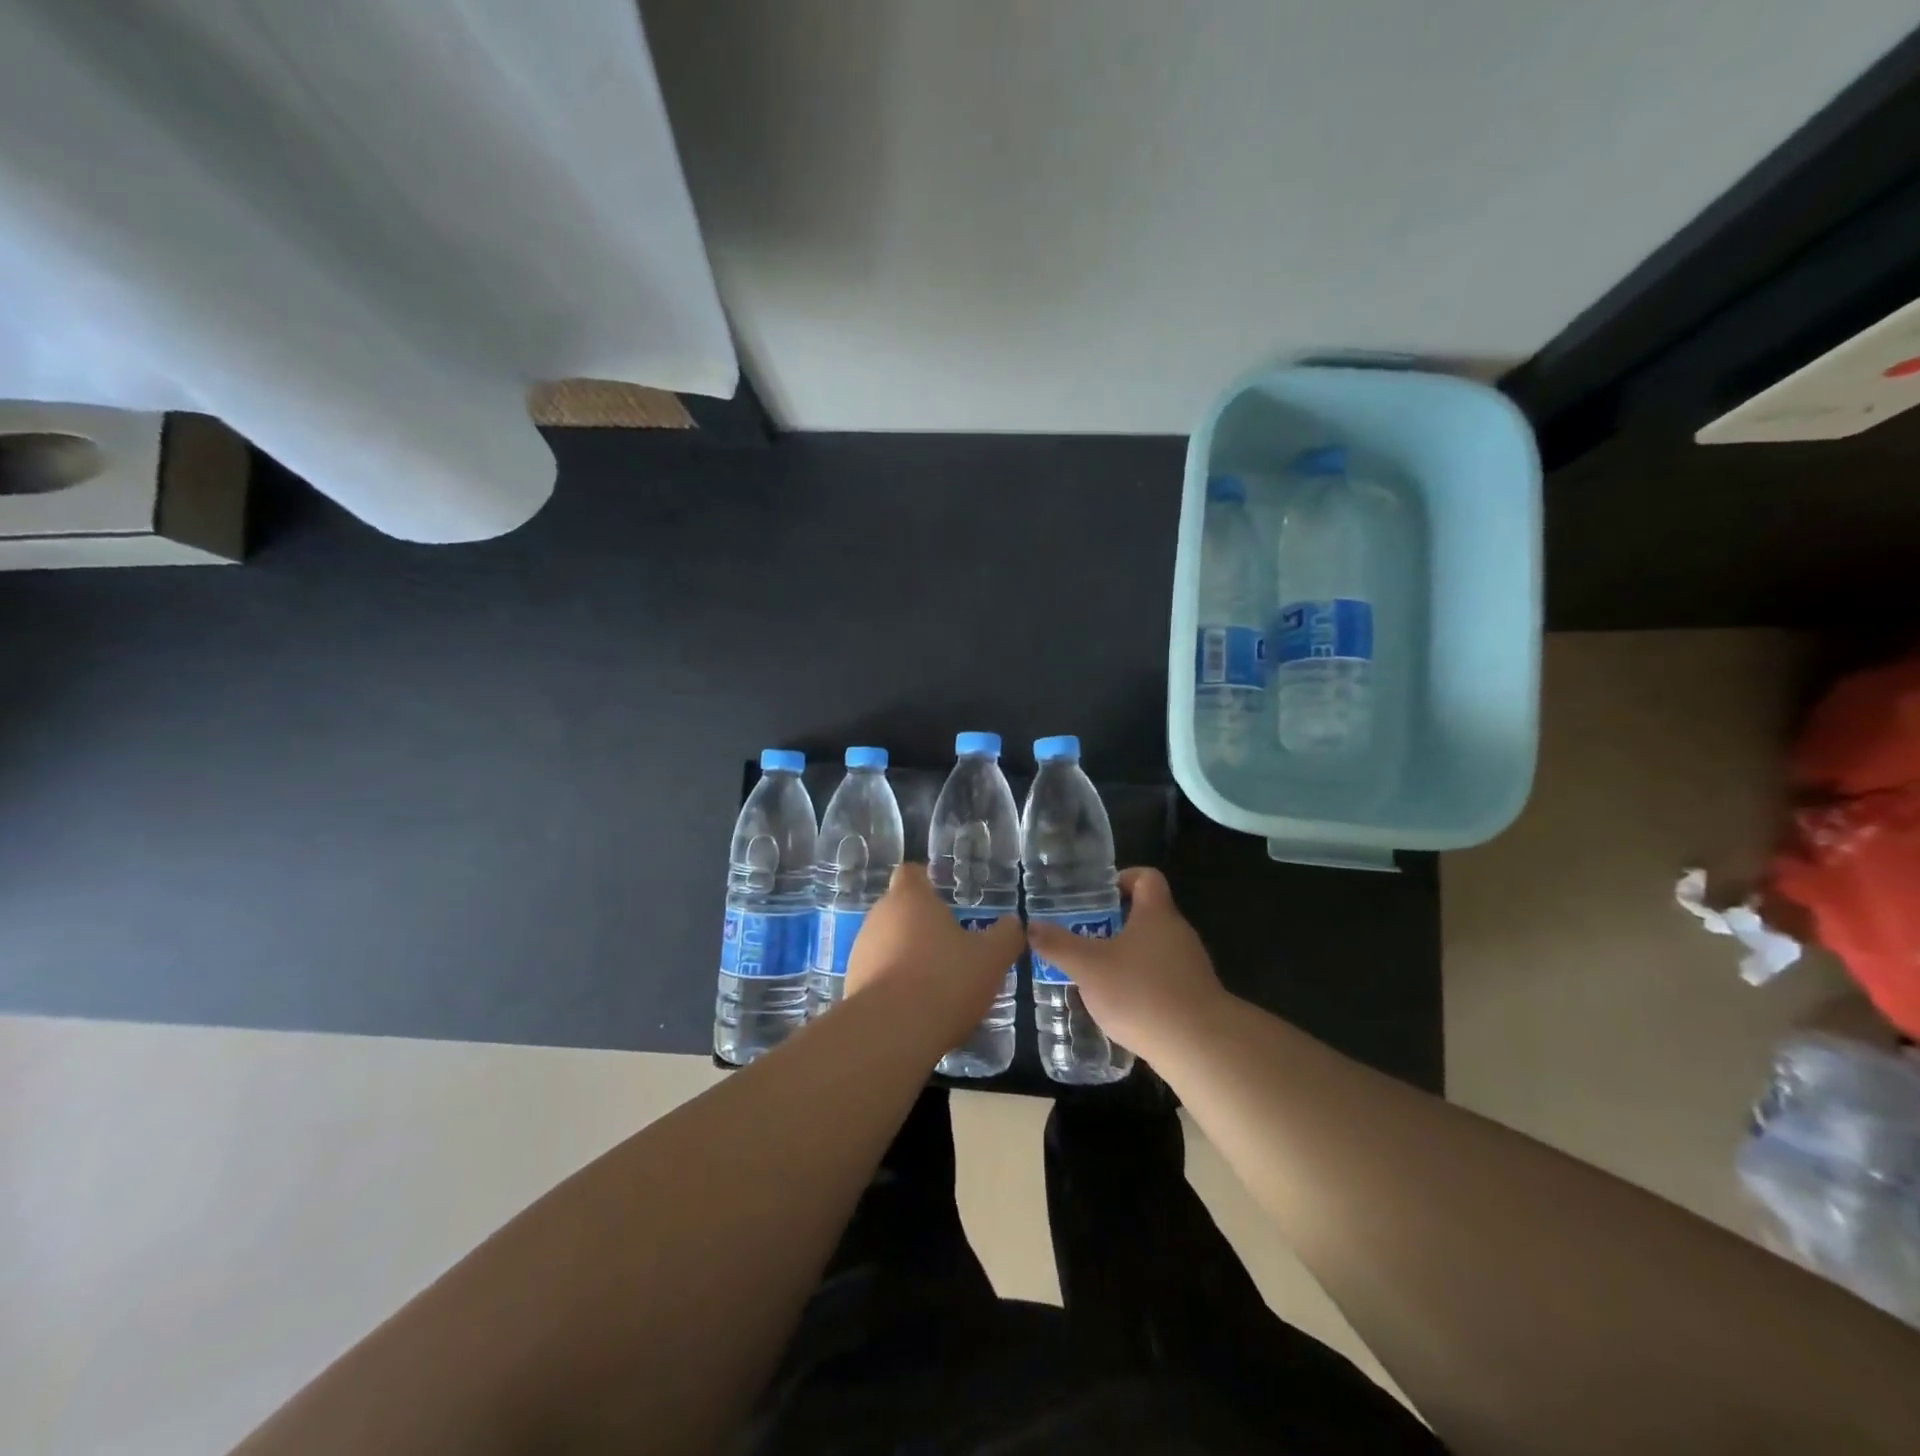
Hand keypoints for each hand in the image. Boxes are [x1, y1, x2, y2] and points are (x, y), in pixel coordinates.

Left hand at [845, 863, 1024, 1053]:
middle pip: (899, 909)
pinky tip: (916, 1007)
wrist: (891, 1033)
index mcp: (910, 898)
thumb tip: (1013, 923)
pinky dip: (895, 984)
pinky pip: (878, 974)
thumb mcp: (991, 958)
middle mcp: (879, 916)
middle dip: (922, 924)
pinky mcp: (852, 984)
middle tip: (951, 946)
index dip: (926, 881)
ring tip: (936, 982)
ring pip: (887, 943)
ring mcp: (861, 951)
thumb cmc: (944, 979)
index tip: (944, 897)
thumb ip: (1006, 936)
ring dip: (907, 955)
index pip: (911, 873)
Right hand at [1024, 867, 1228, 1059]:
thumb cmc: (1141, 992)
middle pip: (1148, 914)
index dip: (1123, 879)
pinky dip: (1142, 985)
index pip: (1147, 877)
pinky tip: (1122, 1007)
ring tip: (1097, 975)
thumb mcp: (1088, 967)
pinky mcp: (1195, 997)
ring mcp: (1191, 966)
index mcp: (1156, 914)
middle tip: (1085, 937)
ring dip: (1128, 956)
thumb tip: (1031, 926)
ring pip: (1154, 949)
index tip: (1098, 896)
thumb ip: (1058, 945)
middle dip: (1116, 923)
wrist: (1199, 1046)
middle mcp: (1178, 933)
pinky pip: (1163, 979)